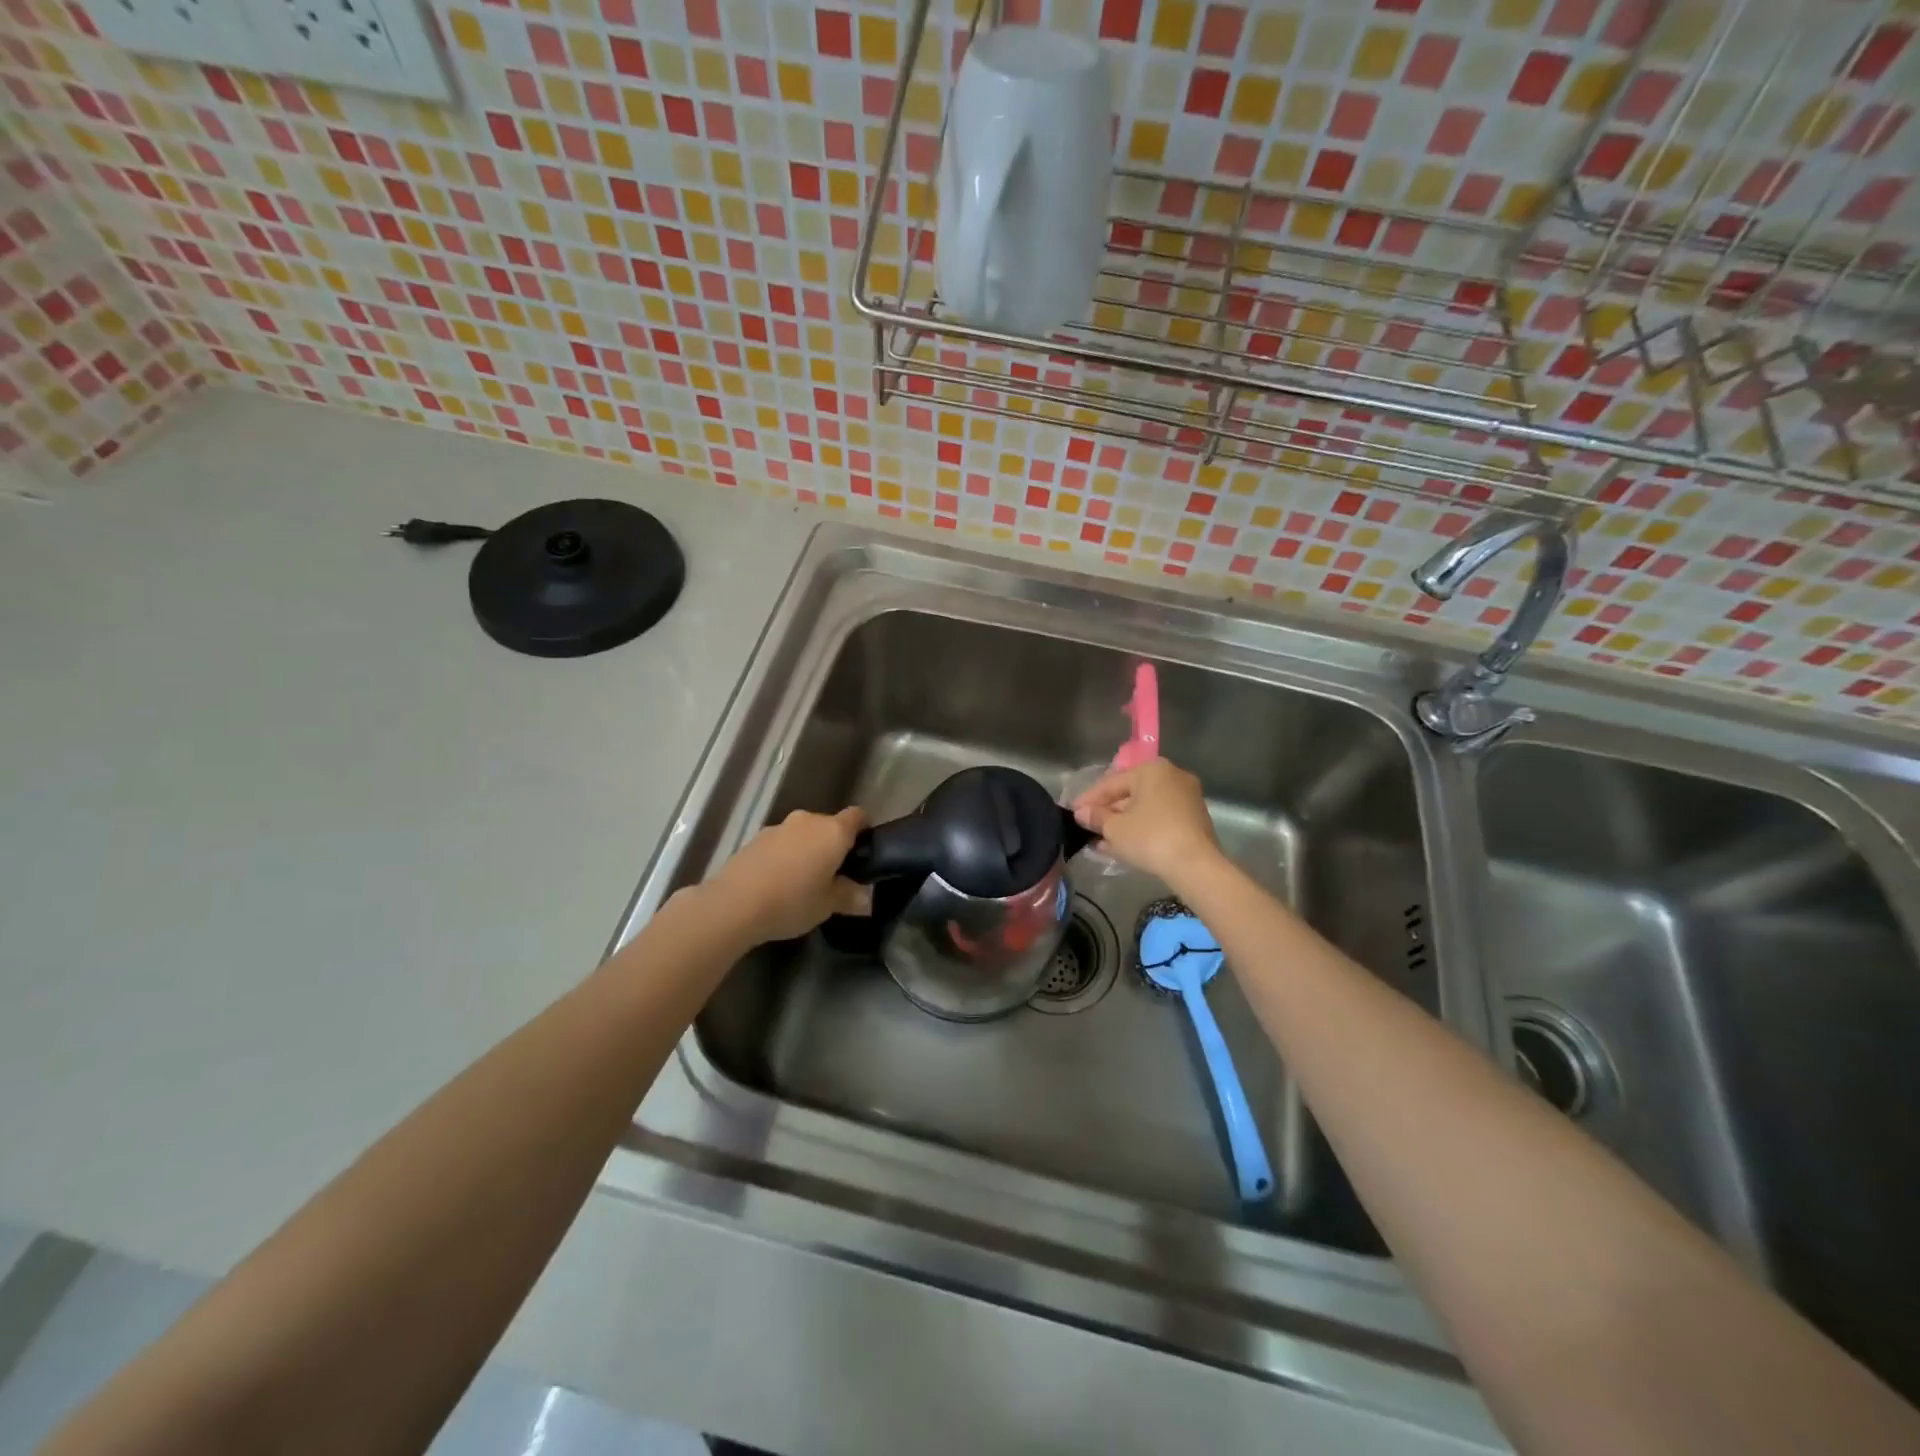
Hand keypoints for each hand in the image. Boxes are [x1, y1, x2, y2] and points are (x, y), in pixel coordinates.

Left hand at [710, 808, 870, 944]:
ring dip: (806, 851)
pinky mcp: (756, 838)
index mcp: (833, 832)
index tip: (862, 853)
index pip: (858, 816)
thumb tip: (865, 897)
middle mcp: (808, 821)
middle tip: (832, 876)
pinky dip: (784, 856)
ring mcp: (779, 827)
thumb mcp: (827, 906)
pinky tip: (777, 883)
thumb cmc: (792, 901)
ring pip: (803, 834)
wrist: (734, 903)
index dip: (864, 830)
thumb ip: (849, 896)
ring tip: (802, 882)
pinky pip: (781, 843)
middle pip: (829, 826)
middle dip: (832, 846)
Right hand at [1071, 759, 1222, 888]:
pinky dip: (1141, 830)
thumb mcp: (1115, 828)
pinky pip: (1159, 820)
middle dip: (1108, 812)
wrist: (1195, 865)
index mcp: (1152, 770)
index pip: (1112, 782)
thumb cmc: (1150, 837)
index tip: (1073, 812)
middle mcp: (1172, 777)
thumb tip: (1082, 813)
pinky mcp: (1193, 820)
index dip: (1089, 799)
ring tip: (1100, 841)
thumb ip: (1096, 817)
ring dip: (1123, 824)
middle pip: (1130, 794)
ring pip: (1145, 809)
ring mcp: (1186, 799)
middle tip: (1087, 827)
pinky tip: (1122, 846)